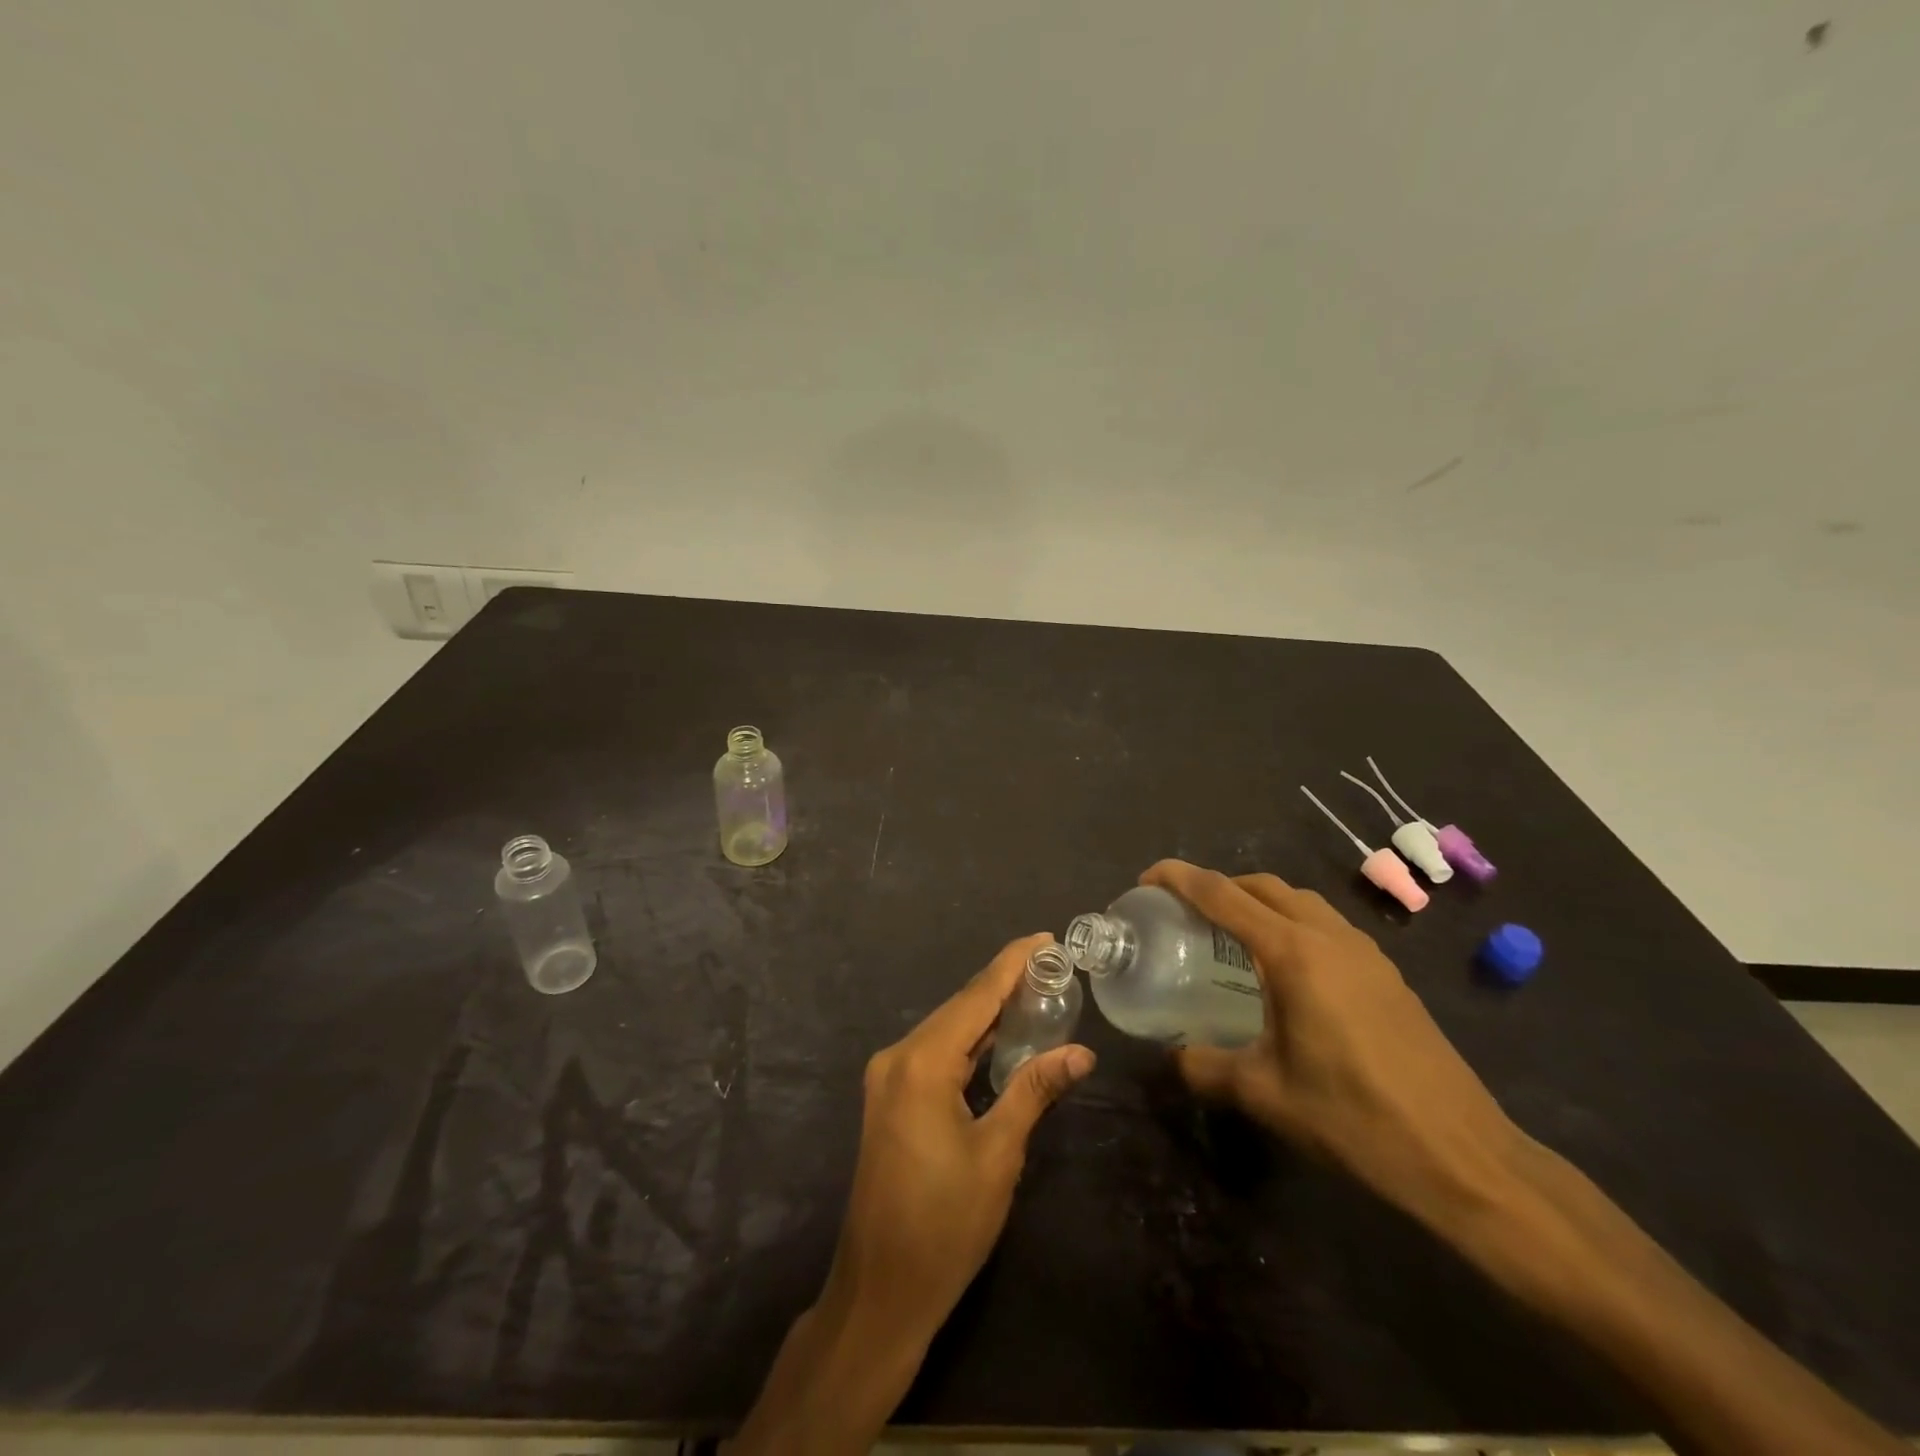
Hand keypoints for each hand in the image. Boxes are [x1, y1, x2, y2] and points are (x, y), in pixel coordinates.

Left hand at [731, 934, 1094, 1455]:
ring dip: (987, 1012)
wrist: (880, 1291)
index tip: (1045, 938)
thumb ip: (1034, 1090)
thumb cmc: (944, 1225)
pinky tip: (998, 1035)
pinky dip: (968, 1041)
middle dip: (1004, 984)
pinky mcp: (890, 1098)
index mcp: (922, 1062)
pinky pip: (935, 1053)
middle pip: (960, 1008)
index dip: (1012, 964)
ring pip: (946, 1029)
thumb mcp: (999, 1154)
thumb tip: (1081, 1051)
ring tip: (1035, 990)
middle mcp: (898, 1056)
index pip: (976, 997)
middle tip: (1052, 965)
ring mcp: (888, 1077)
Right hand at [1142, 860, 1524, 1229]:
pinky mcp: (1387, 975)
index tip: (1148, 877)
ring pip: (1300, 901)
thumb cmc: (1355, 1119)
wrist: (1465, 1158)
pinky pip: (1325, 925)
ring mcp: (1365, 953)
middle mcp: (1329, 937)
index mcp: (1293, 953)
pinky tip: (1284, 969)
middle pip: (1263, 886)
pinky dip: (1291, 923)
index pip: (1223, 895)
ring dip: (1259, 901)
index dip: (1180, 878)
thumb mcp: (1264, 1096)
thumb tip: (1171, 1057)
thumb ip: (1205, 1068)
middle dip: (1219, 886)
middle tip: (1184, 911)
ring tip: (1229, 934)